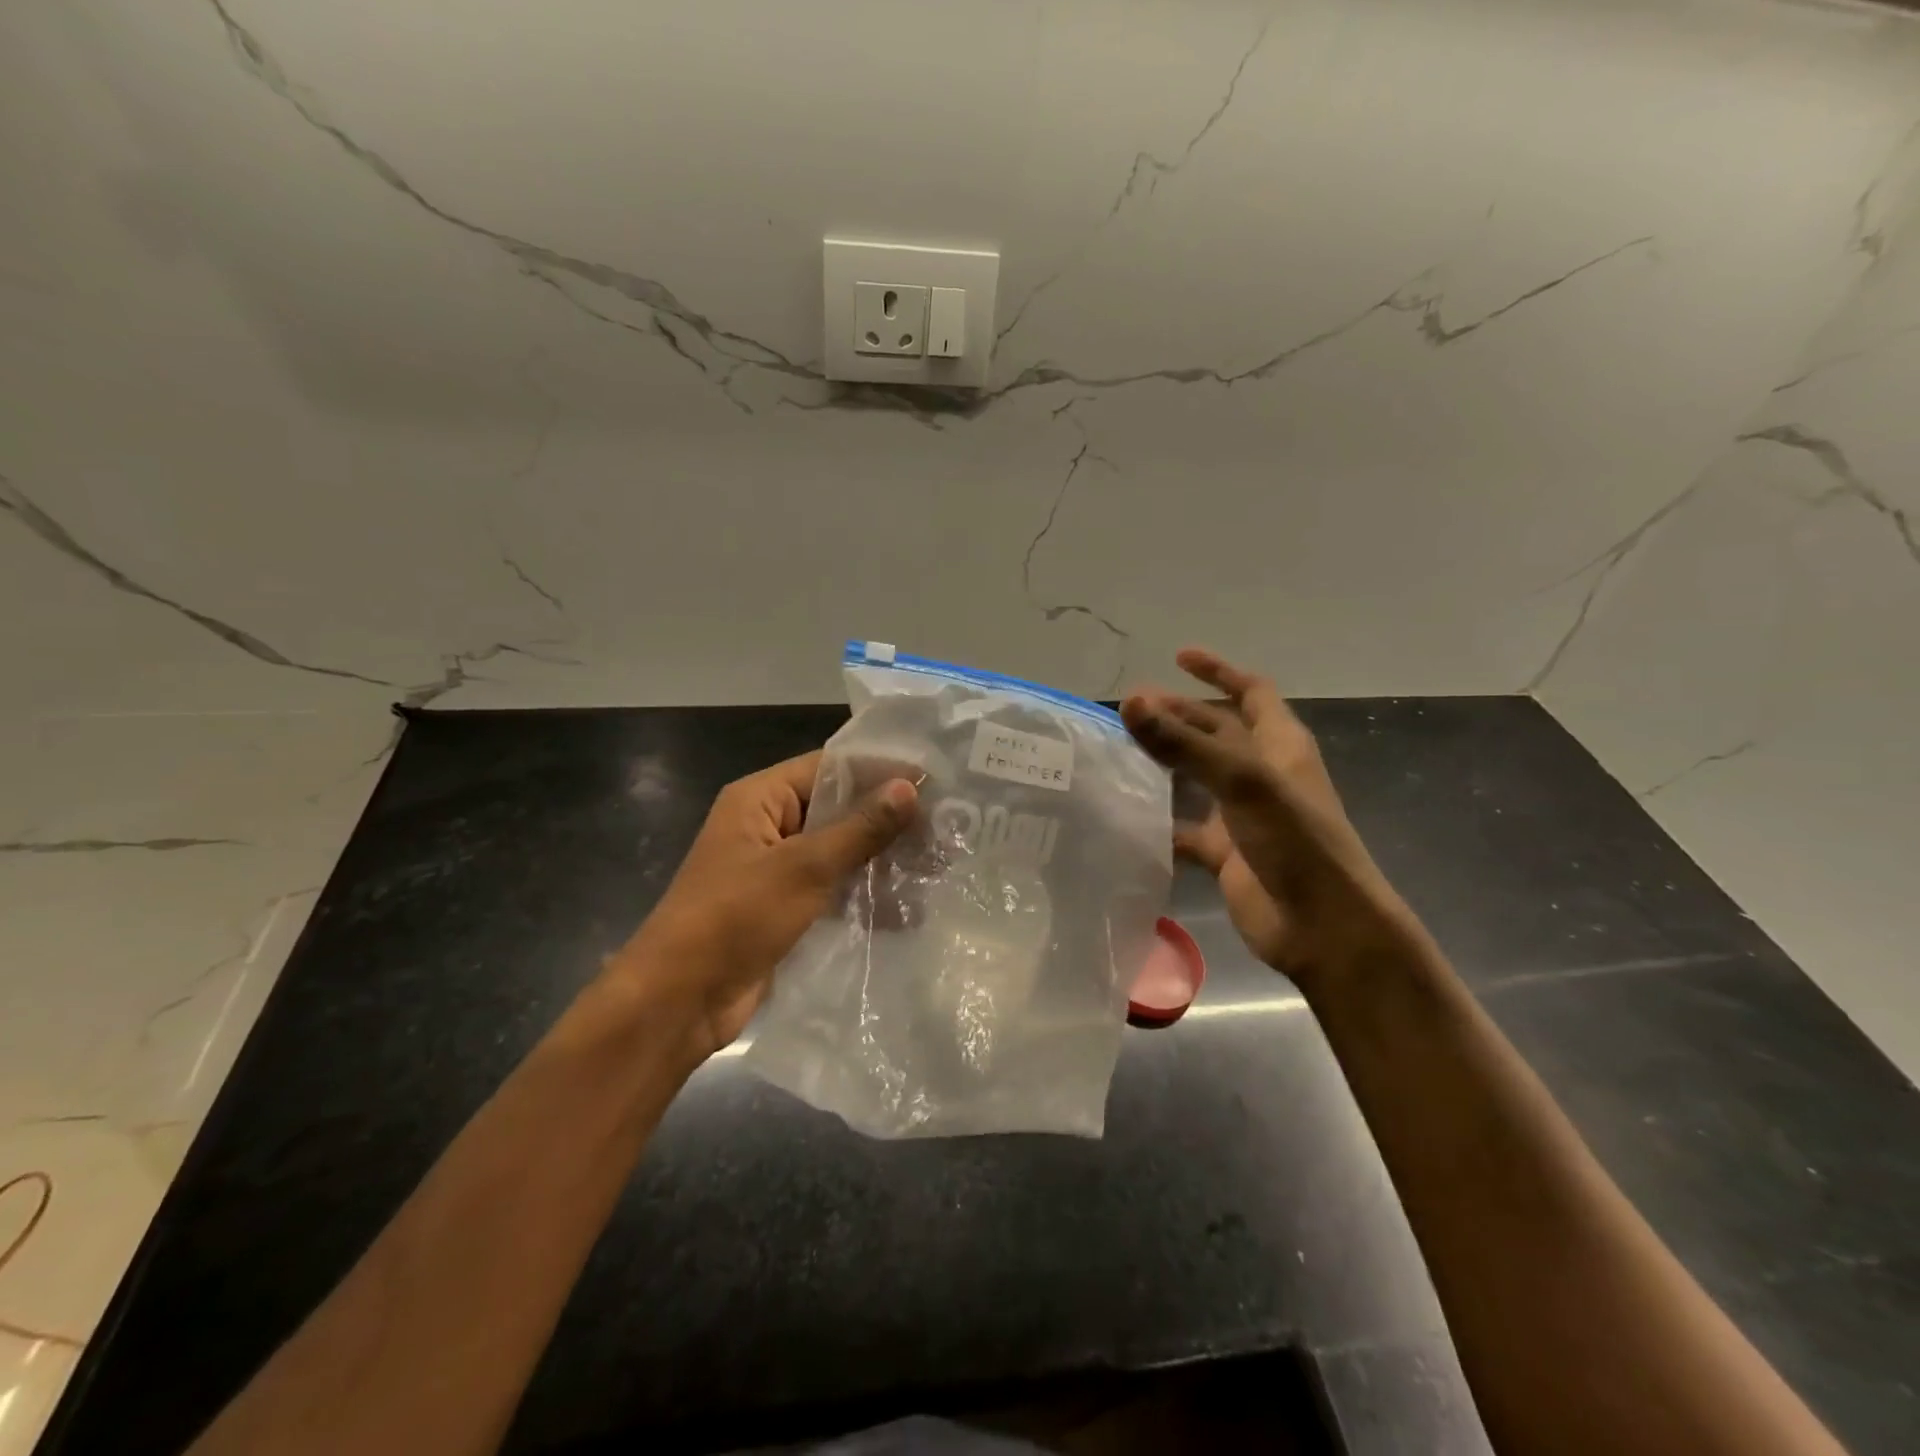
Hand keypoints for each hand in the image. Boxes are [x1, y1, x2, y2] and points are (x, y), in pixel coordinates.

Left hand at [605, 750, 915, 1062]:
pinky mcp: (783, 907)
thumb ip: (860, 827)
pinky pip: (831, 888)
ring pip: (838, 850)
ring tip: (936, 864)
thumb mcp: (804, 867)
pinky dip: (863, 893)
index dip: (879, 769)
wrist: (679, 1001)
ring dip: (880, 858)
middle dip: (886, 818)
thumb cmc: (735, 917)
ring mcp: (775, 869)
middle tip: (945, 825)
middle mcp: (768, 825)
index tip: (932, 778)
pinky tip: (908, 906)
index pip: (829, 767)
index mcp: (760, 799)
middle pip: (836, 808)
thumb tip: (910, 787)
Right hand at [1120, 649, 1413, 993]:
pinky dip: (1161, 821)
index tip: (1178, 658)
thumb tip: (1130, 702)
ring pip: (1198, 777)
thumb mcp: (1242, 782)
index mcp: (1280, 745)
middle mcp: (1262, 774)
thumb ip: (1184, 743)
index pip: (1252, 692)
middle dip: (1178, 715)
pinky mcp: (1226, 853)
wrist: (1323, 927)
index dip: (1219, 671)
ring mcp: (1244, 815)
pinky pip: (1186, 828)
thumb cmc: (1296, 841)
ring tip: (1121, 751)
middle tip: (1130, 709)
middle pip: (1216, 731)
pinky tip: (1128, 816)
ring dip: (1166, 762)